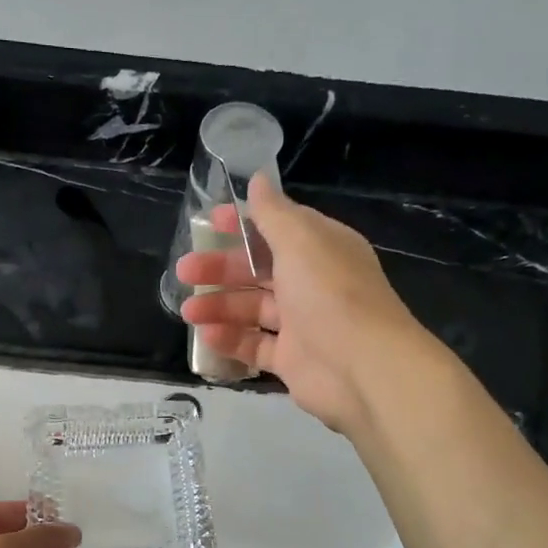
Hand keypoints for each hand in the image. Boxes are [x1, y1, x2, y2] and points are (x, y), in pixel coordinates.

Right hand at [177, 172, 429, 432]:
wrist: (362, 367)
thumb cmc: (330, 294)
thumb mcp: (300, 240)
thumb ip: (273, 213)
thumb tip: (258, 180)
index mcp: (320, 248)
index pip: (277, 228)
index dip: (242, 224)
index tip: (207, 223)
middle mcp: (312, 283)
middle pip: (258, 270)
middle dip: (220, 269)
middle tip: (185, 272)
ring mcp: (302, 324)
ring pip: (253, 309)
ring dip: (219, 306)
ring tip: (188, 311)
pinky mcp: (292, 360)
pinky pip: (255, 345)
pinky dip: (231, 340)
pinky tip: (207, 336)